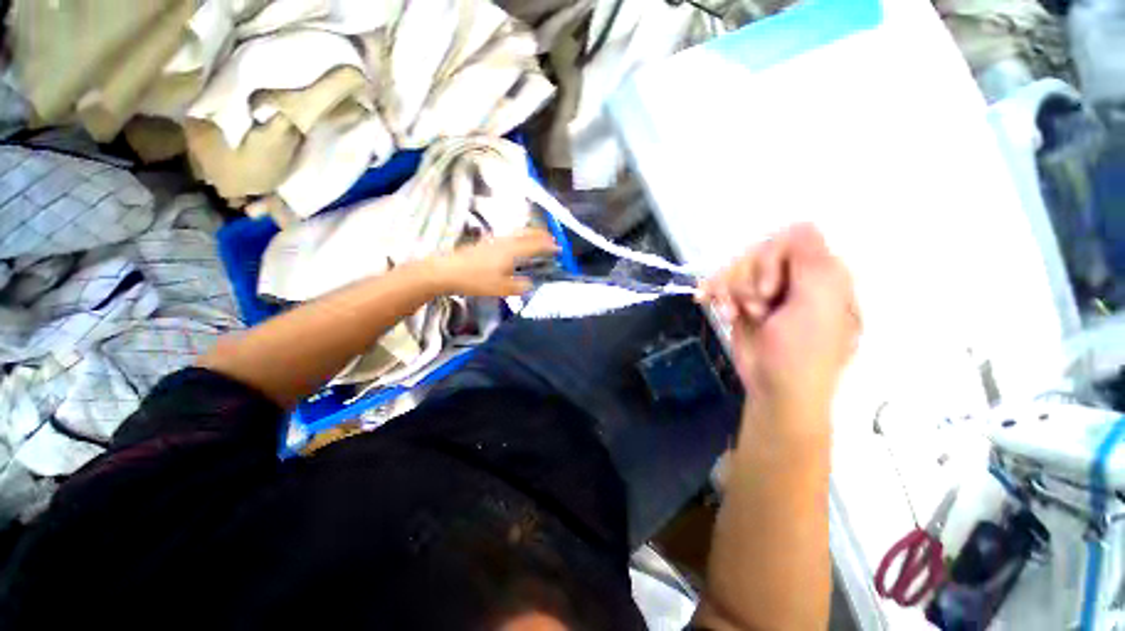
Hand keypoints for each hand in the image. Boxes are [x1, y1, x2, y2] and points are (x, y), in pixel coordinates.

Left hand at [429, 228, 559, 296]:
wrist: (446, 271)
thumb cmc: (476, 280)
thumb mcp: (501, 288)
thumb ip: (519, 287)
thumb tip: (530, 284)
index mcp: (512, 251)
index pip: (535, 245)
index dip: (548, 246)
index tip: (559, 249)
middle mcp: (506, 241)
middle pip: (527, 233)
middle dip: (541, 235)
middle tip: (552, 238)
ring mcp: (494, 240)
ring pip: (518, 232)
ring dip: (531, 234)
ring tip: (538, 238)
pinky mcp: (486, 243)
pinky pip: (509, 235)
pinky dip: (520, 236)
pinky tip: (516, 243)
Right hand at [700, 224, 859, 422]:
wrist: (776, 388)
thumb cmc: (804, 351)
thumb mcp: (818, 304)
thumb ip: (813, 259)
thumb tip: (799, 224)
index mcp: (821, 273)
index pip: (792, 238)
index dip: (774, 258)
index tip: (771, 288)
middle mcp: (793, 277)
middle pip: (758, 250)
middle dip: (749, 278)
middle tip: (757, 307)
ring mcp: (765, 290)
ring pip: (736, 267)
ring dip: (729, 289)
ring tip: (734, 313)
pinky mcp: (742, 302)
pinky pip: (721, 283)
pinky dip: (713, 291)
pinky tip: (707, 301)